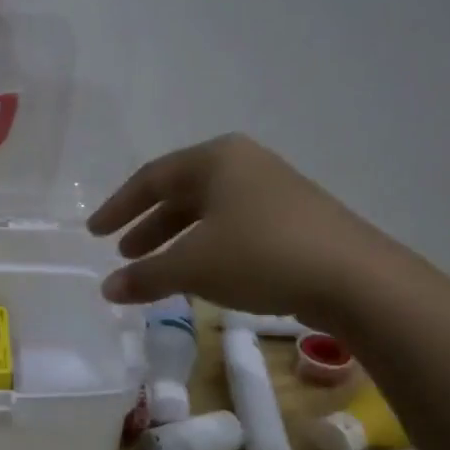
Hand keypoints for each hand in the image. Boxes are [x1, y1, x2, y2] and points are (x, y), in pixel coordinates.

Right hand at [88, 134, 394, 317]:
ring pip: (208, 212)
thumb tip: (106, 290)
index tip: (95, 233)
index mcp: (215, 159)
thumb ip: (145, 275)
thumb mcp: (193, 266)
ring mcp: (273, 189)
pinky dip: (207, 248)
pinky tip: (201, 275)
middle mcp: (244, 164)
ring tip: (155, 269)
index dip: (118, 207)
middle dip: (148, 225)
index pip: (152, 178)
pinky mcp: (294, 218)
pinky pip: (234, 227)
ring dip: (176, 240)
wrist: (355, 278)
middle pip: (181, 192)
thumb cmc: (260, 255)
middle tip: (123, 253)